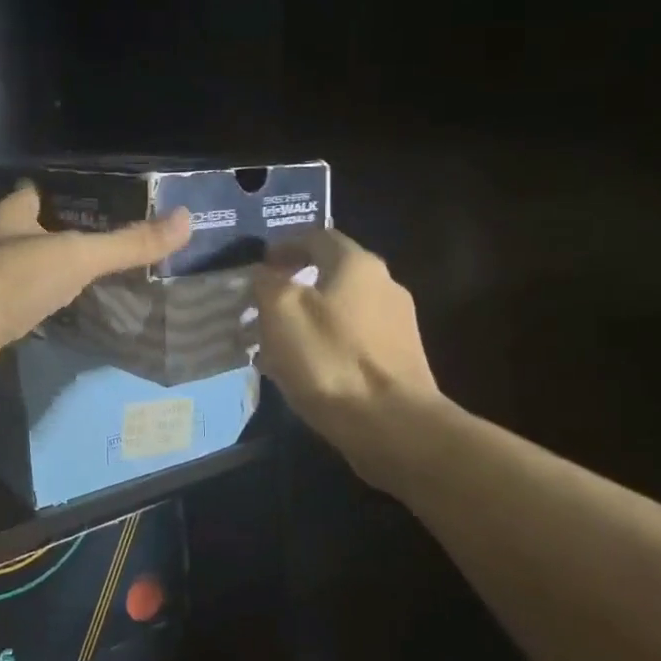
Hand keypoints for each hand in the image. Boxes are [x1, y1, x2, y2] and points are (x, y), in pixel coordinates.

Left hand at [0, 183, 191, 389]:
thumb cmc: (15, 279)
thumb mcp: (79, 257)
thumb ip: (128, 244)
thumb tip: (186, 220)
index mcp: (6, 214)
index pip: (33, 194)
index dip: (59, 197)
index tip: (90, 205)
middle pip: (23, 231)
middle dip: (53, 238)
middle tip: (93, 248)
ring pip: (14, 269)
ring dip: (39, 274)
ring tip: (77, 282)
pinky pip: (7, 304)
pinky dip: (26, 307)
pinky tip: (48, 317)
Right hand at [252, 229, 440, 460]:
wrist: (393, 425)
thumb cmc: (330, 359)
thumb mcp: (280, 312)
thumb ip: (268, 283)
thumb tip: (264, 274)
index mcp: (356, 263)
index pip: (316, 236)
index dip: (284, 245)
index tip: (260, 265)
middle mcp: (384, 284)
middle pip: (331, 273)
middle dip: (294, 285)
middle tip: (262, 305)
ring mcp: (398, 323)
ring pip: (341, 309)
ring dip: (308, 318)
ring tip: (276, 343)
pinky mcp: (400, 358)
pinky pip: (353, 339)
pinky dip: (326, 344)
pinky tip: (305, 369)